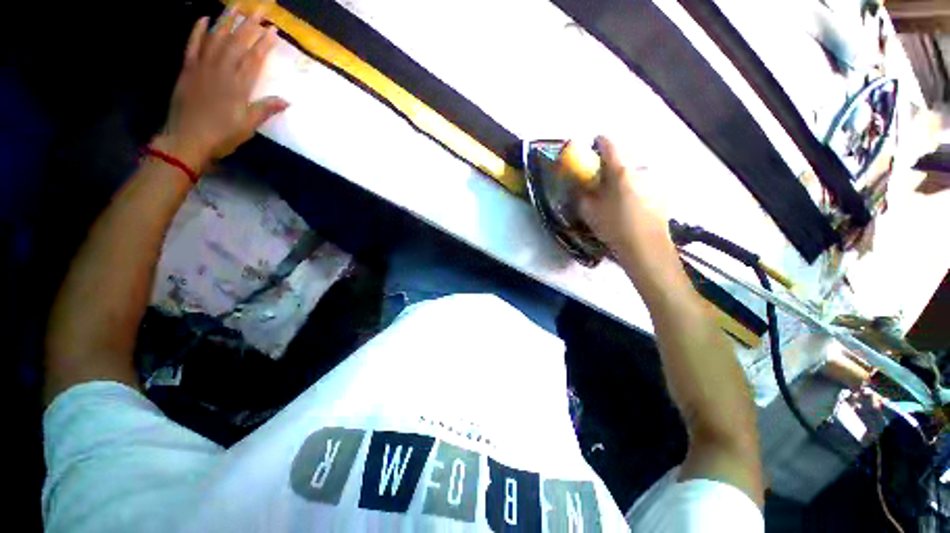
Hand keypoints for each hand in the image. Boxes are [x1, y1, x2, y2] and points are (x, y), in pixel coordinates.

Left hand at [155, 9, 288, 168]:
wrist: (186, 139)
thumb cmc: (222, 135)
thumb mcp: (248, 126)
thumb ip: (265, 109)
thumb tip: (287, 101)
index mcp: (239, 86)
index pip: (254, 59)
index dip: (264, 43)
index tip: (273, 29)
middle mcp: (221, 71)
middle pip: (237, 42)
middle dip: (250, 24)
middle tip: (260, 8)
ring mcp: (202, 67)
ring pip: (216, 38)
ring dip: (227, 21)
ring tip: (237, 6)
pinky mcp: (187, 69)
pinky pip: (192, 45)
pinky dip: (198, 30)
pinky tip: (205, 17)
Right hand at [579, 137, 684, 291]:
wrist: (645, 247)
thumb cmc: (613, 227)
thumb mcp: (588, 211)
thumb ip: (580, 192)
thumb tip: (578, 182)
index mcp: (621, 170)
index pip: (608, 143)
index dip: (597, 143)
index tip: (591, 150)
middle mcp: (641, 167)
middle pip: (623, 153)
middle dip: (610, 161)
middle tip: (600, 176)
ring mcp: (655, 178)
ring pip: (635, 166)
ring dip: (623, 172)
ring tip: (616, 191)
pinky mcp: (662, 189)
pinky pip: (644, 178)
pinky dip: (635, 182)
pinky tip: (631, 201)